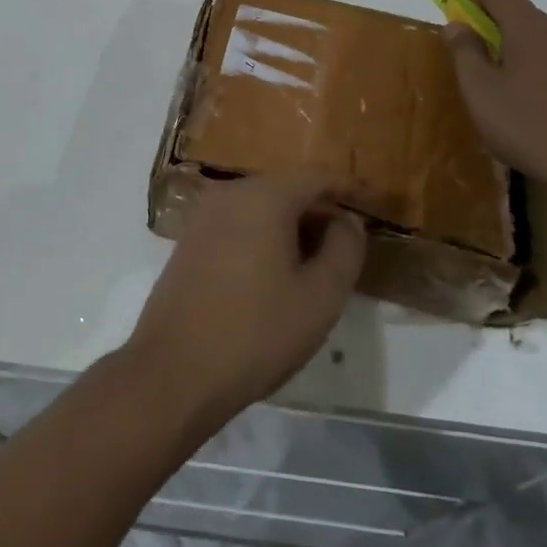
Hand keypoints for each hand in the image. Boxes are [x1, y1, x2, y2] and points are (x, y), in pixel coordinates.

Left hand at [124, 176, 365, 431]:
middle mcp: (230, 192)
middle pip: (286, 188)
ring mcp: (204, 214)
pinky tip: (276, 272)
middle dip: (319, 210)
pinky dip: (263, 235)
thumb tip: (347, 221)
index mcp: (264, 196)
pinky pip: (238, 222)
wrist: (174, 369)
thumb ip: (344, 250)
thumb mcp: (319, 297)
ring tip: (316, 263)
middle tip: (347, 244)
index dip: (348, 189)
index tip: (373, 204)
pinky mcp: (190, 238)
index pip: (316, 176)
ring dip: (291, 225)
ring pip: (261, 205)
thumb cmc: (256, 332)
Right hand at [443, 0, 546, 198]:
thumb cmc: (529, 126)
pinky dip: (536, 70)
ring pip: (540, 40)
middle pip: (520, 14)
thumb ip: (464, 52)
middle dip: (489, 26)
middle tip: (468, 58)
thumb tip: (457, 24)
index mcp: (530, 28)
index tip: (452, 15)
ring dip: (514, 50)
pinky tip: (530, 106)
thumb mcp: (480, 91)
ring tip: (498, 88)